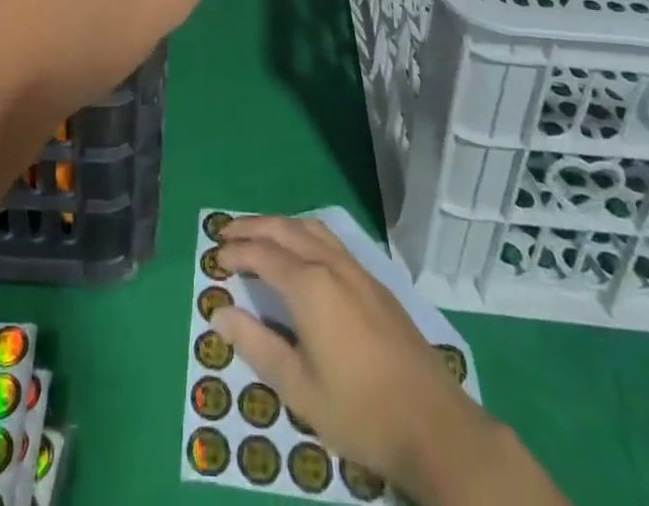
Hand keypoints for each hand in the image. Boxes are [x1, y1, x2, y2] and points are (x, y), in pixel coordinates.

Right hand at [212, 217, 568, 505]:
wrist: (434, 424)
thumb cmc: (360, 411)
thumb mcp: (299, 389)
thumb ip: (257, 345)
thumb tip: (220, 313)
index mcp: (309, 286)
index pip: (262, 255)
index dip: (236, 253)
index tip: (214, 257)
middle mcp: (331, 264)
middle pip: (285, 229)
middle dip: (253, 227)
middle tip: (227, 232)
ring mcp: (357, 270)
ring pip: (311, 228)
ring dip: (280, 225)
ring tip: (259, 234)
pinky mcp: (375, 282)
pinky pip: (331, 240)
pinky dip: (304, 233)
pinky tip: (302, 251)